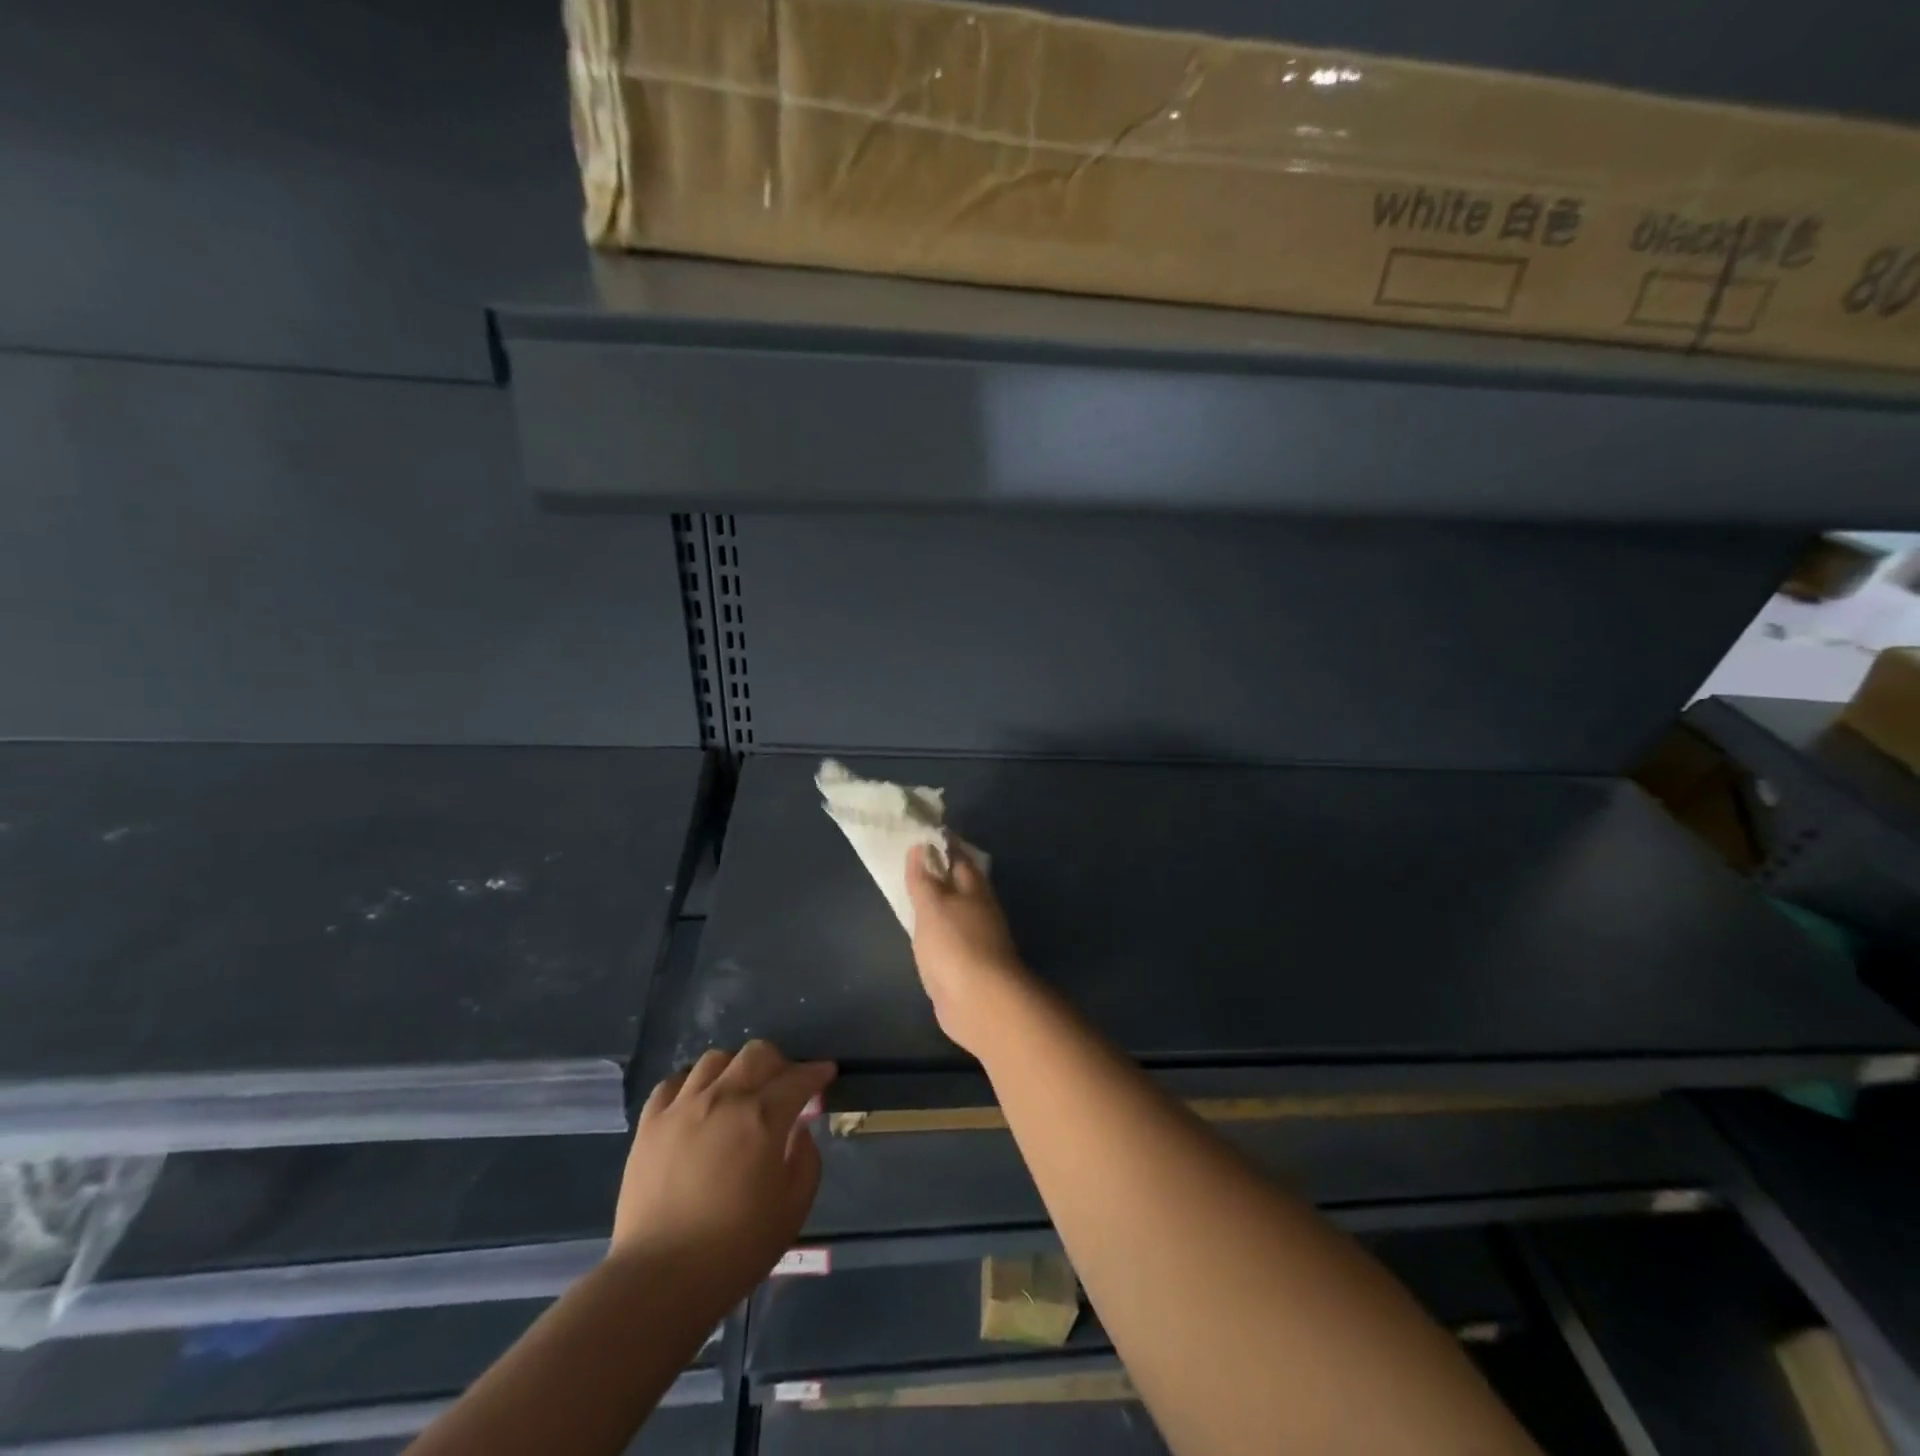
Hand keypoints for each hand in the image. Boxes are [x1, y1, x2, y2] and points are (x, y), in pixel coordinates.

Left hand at [614, 1042, 834, 1303]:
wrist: (659, 1280)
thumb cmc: (735, 1249)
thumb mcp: (793, 1210)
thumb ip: (806, 1160)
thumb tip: (799, 1131)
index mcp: (764, 1117)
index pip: (799, 1078)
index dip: (817, 1073)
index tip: (825, 1074)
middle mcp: (724, 1098)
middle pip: (757, 1053)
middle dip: (779, 1063)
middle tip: (783, 1086)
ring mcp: (682, 1107)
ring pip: (715, 1059)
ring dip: (735, 1069)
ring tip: (738, 1092)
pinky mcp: (650, 1123)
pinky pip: (673, 1083)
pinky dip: (692, 1084)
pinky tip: (697, 1103)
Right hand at [906, 842, 1035, 1056]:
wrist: (979, 1003)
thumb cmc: (954, 945)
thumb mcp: (932, 906)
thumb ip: (923, 879)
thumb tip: (921, 845)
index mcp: (974, 889)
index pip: (958, 858)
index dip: (942, 845)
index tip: (923, 834)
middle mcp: (980, 910)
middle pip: (960, 885)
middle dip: (942, 874)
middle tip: (914, 863)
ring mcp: (977, 939)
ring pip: (956, 912)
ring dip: (940, 903)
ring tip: (915, 895)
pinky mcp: (969, 966)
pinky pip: (950, 939)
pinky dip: (938, 930)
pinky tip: (924, 933)